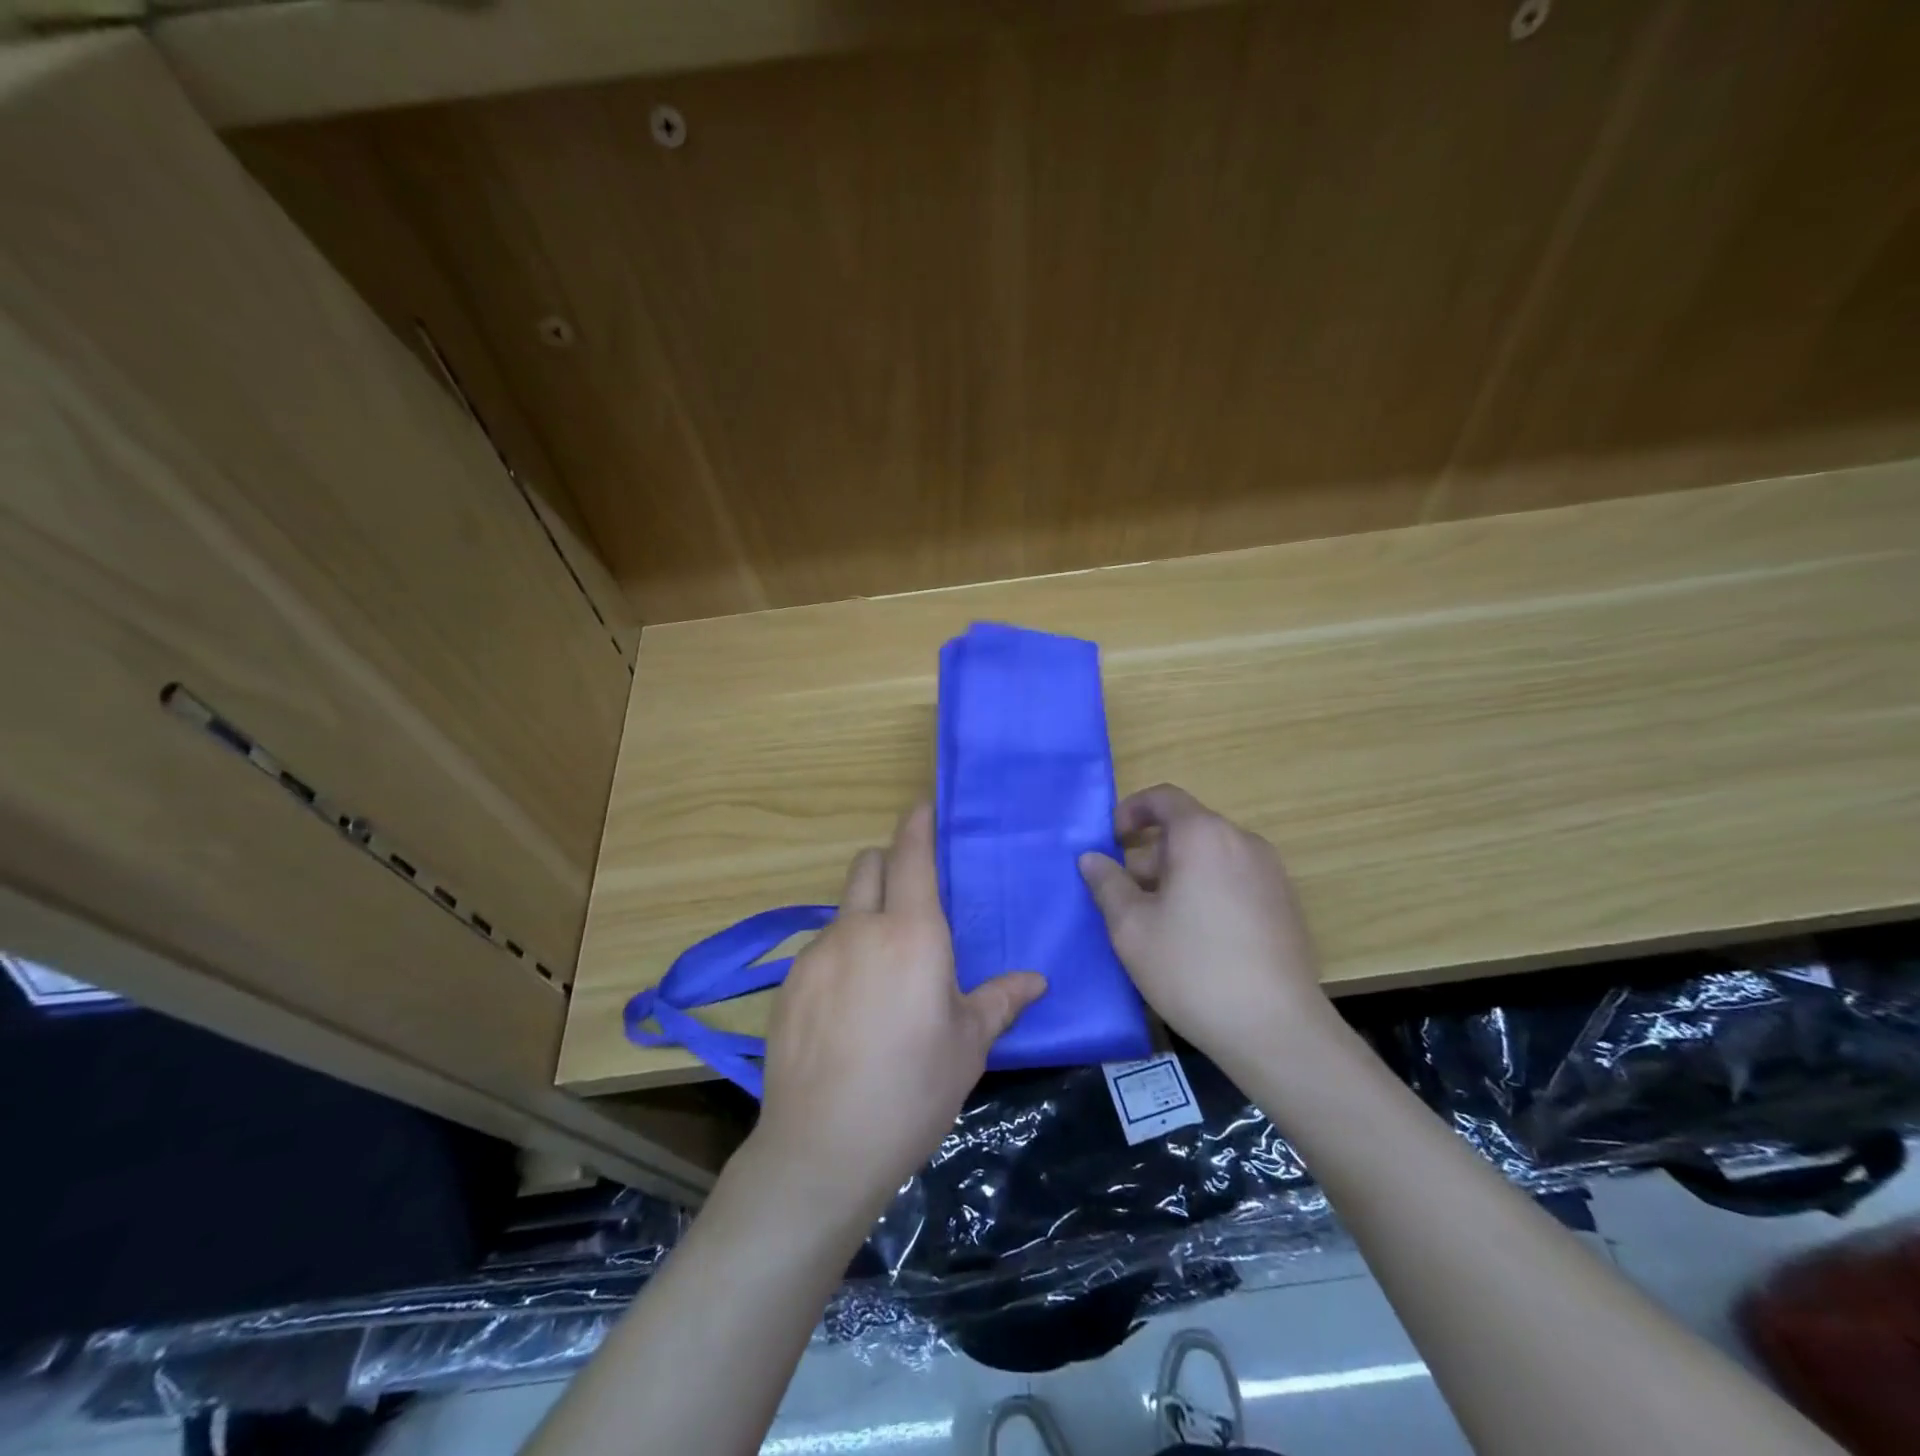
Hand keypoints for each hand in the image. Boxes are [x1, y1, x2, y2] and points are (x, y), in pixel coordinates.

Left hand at [750, 804, 1046, 1223]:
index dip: (917, 825)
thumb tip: (1036, 981)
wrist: (823, 1147)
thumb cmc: (913, 1089)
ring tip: (882, 972)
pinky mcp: (788, 985)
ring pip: (842, 911)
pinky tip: (848, 1009)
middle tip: (911, 895)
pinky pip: (820, 950)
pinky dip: (840, 957)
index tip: (923, 807)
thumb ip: (1000, 1001)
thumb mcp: (969, 1045)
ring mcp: (816, 955)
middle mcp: (859, 930)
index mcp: (912, 934)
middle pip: (867, 866)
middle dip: (888, 863)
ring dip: (864, 917)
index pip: (911, 856)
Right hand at [1078, 784, 1327, 1067]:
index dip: (1131, 810)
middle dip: (1150, 855)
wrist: (1276, 1029)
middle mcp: (1242, 842)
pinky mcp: (1285, 905)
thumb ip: (1107, 884)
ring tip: (1156, 922)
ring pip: (1211, 858)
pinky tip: (1195, 939)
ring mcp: (1271, 873)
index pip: (1164, 798)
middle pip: (1187, 830)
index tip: (1111, 840)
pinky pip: (1234, 880)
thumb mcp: (1131, 927)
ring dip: (1177, 876)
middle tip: (1125, 896)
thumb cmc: (1192, 969)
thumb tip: (1091, 858)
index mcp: (1204, 836)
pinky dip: (1207, 891)